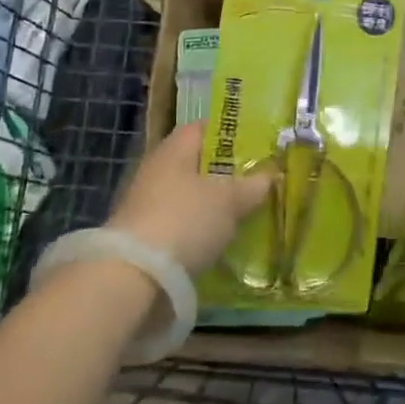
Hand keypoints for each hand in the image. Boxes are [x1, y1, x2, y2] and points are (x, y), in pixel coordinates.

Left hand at [108, 122, 272, 274]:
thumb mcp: (230, 200)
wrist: (134, 275)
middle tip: (257, 179)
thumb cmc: (186, 220)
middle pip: (197, 162)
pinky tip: (220, 238)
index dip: (230, 132)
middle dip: (225, 171)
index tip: (256, 143)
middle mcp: (157, 169)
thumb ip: (252, 185)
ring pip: (189, 194)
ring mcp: (147, 203)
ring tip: (244, 211)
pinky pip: (181, 222)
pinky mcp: (145, 235)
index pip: (203, 128)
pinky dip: (200, 227)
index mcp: (174, 149)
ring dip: (213, 202)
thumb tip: (270, 175)